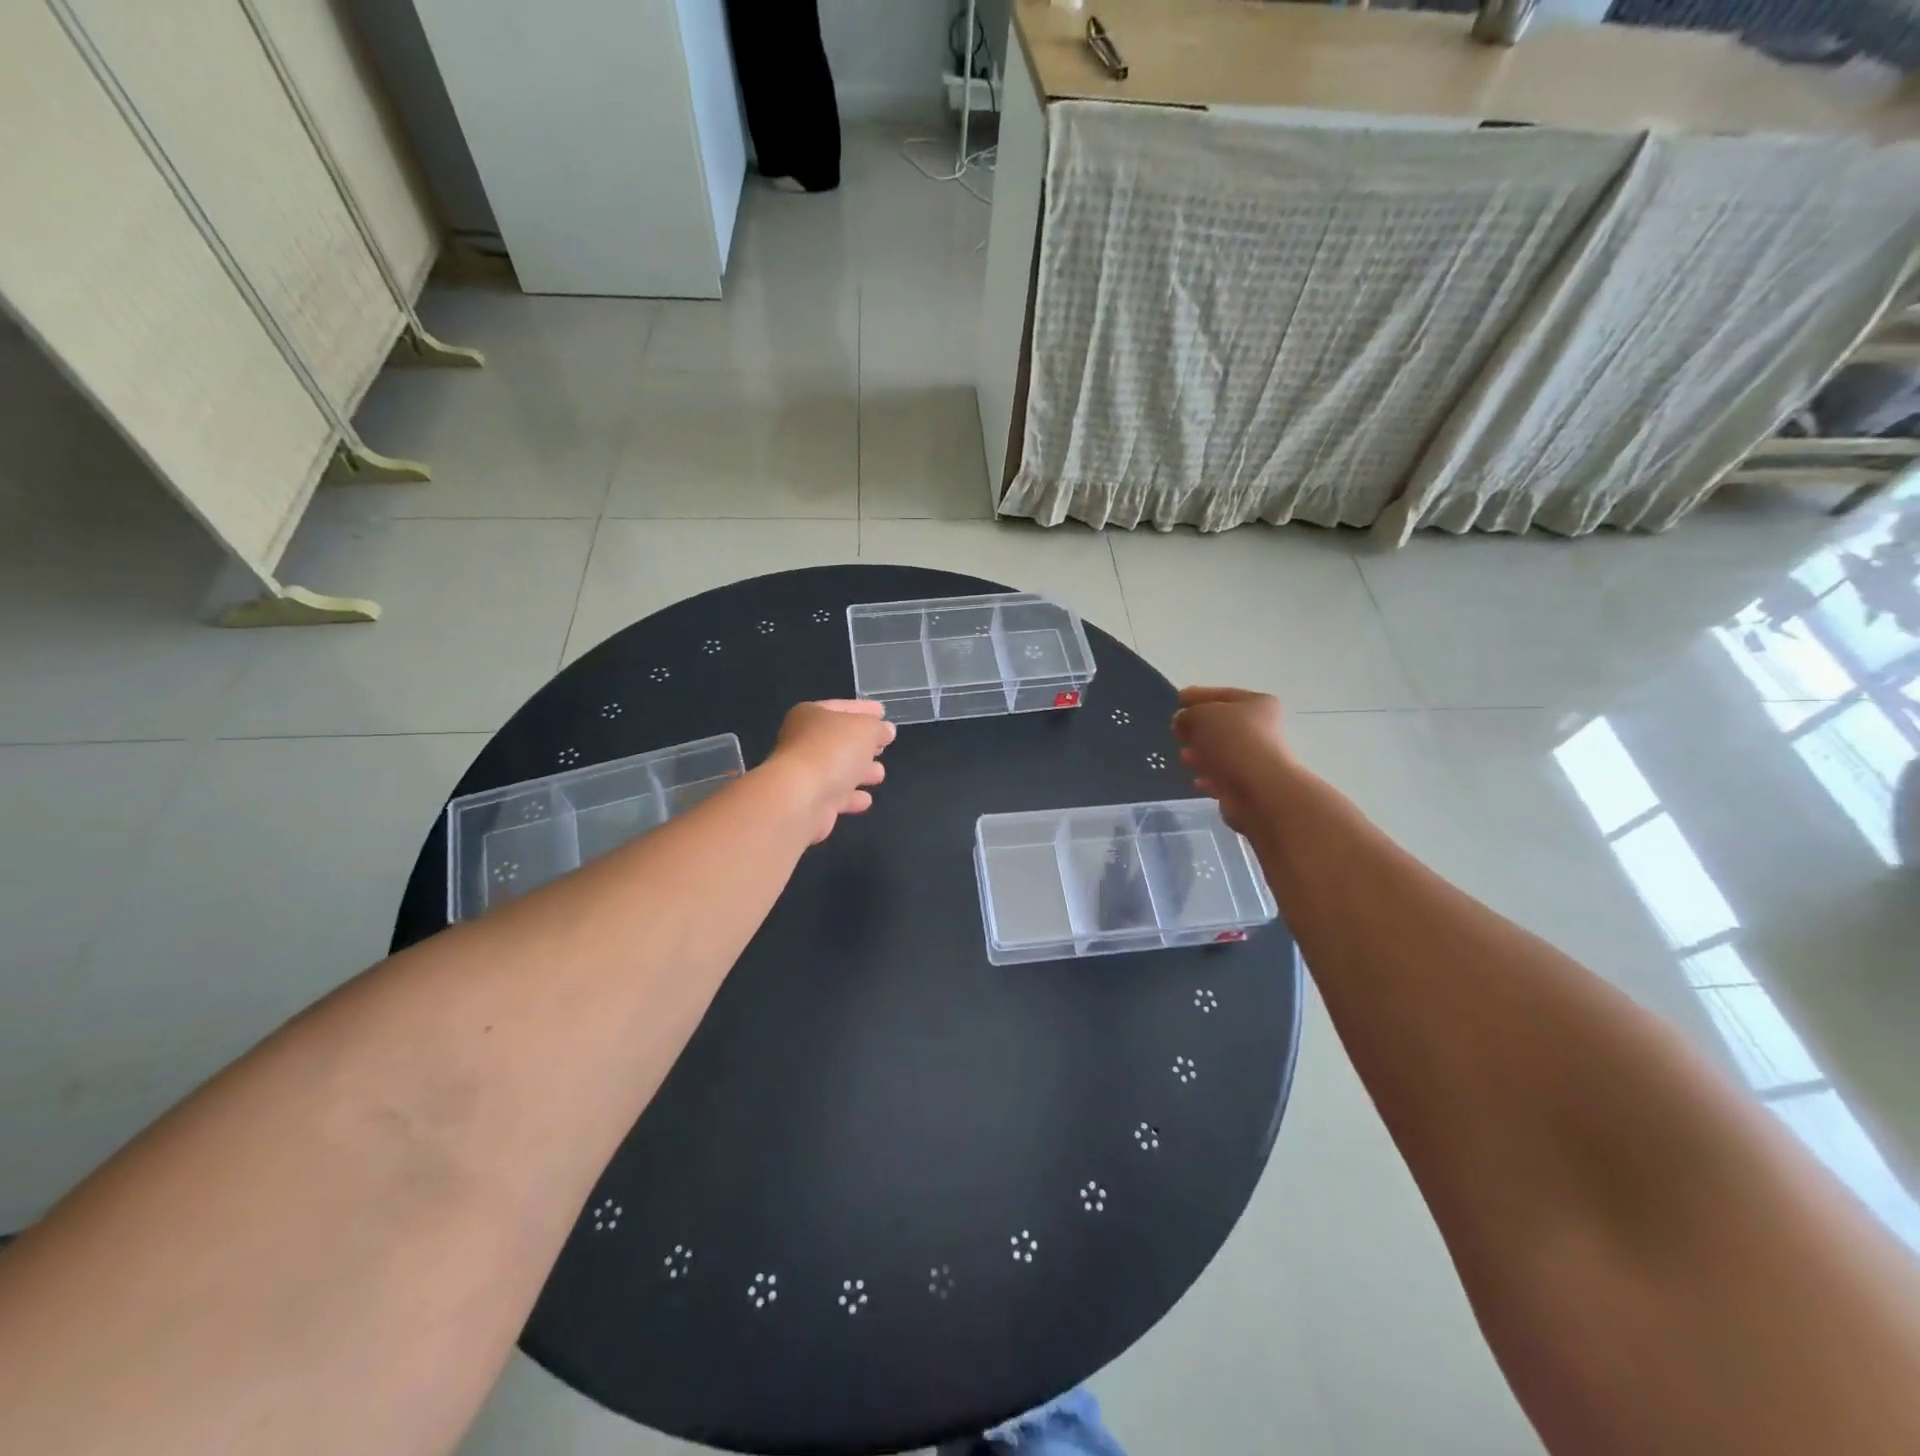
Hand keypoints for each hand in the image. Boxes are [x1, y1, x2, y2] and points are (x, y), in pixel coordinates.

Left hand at [766, 699, 895, 842]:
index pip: (842, 707)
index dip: (864, 709)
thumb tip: (886, 731)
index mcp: (811, 715)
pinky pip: (835, 795)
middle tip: (883, 746)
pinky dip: (851, 797)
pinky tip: (866, 800)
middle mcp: (803, 742)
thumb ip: (879, 728)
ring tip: (879, 774)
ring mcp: (804, 774)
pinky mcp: (809, 802)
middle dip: (863, 744)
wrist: (802, 797)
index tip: (883, 712)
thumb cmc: (833, 750)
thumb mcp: (866, 729)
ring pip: (838, 769)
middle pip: (839, 740)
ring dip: (860, 772)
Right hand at [1170, 687, 1290, 833]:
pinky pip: (1224, 777)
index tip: (1178, 699)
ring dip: (1201, 753)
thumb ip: (1187, 715)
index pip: (1223, 695)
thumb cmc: (1233, 741)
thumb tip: (1183, 722)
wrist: (1260, 790)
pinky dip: (1209, 776)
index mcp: (1258, 704)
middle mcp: (1262, 729)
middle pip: (1223, 725)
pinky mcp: (1250, 785)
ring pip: (1222, 752)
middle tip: (1177, 731)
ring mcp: (1257, 759)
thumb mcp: (1201, 715)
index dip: (1198, 695)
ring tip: (1183, 757)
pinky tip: (1196, 780)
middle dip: (1198, 728)